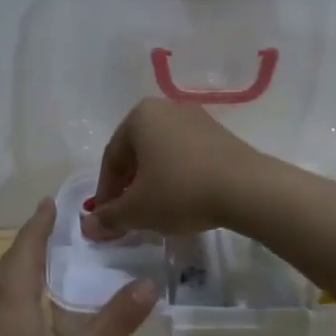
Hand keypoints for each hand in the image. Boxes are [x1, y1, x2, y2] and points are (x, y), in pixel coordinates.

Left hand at [0, 200, 157, 335]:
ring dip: (27, 268)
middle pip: (13, 259)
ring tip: (54, 266)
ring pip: (4, 283)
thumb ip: (114, 323)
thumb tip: (150, 284)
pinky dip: (20, 293)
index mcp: (10, 289)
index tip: (53, 200)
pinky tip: (34, 313)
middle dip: (37, 242)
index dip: (42, 221)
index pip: (28, 241)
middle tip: (65, 230)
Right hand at [82, 97, 261, 241]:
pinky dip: (178, 177)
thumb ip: (109, 217)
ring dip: (153, 182)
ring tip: (156, 211)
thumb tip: (88, 227)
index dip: (105, 192)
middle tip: (128, 215)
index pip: (112, 158)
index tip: (106, 219)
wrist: (247, 189)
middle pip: (137, 153)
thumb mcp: (138, 210)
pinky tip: (183, 200)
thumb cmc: (180, 191)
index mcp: (140, 116)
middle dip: (129, 186)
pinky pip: (187, 156)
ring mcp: (197, 118)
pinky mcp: (220, 134)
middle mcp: (166, 108)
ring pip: (163, 154)